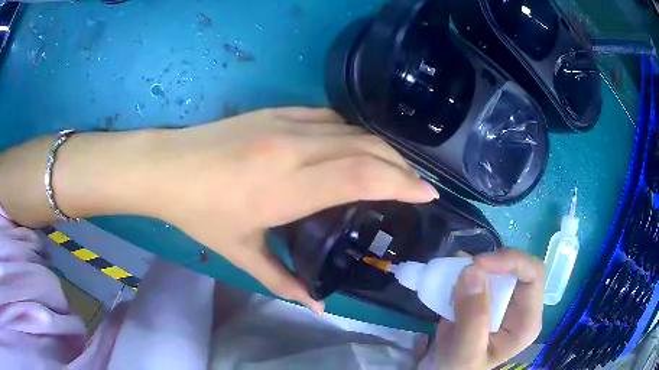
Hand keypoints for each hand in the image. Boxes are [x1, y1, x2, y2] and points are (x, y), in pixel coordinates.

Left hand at [149, 108, 438, 312]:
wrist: (166, 167)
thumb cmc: (199, 213)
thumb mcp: (240, 254)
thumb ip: (283, 281)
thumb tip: (316, 305)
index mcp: (286, 187)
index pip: (362, 176)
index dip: (402, 183)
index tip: (426, 194)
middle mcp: (293, 148)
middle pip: (366, 148)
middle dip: (401, 166)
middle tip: (417, 185)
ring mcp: (284, 123)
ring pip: (351, 129)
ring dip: (380, 148)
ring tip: (394, 168)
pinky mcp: (276, 112)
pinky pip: (328, 118)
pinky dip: (352, 132)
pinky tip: (356, 146)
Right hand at [420, 249, 544, 369]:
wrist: (442, 369)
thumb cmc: (459, 367)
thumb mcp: (466, 349)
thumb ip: (473, 315)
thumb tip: (472, 270)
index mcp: (527, 321)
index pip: (533, 276)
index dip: (511, 262)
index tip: (478, 263)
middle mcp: (522, 306)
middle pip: (520, 267)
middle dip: (493, 263)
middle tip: (464, 266)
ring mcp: (506, 300)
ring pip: (502, 267)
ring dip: (479, 265)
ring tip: (455, 271)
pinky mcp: (490, 297)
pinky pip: (485, 273)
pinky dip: (469, 269)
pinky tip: (453, 276)